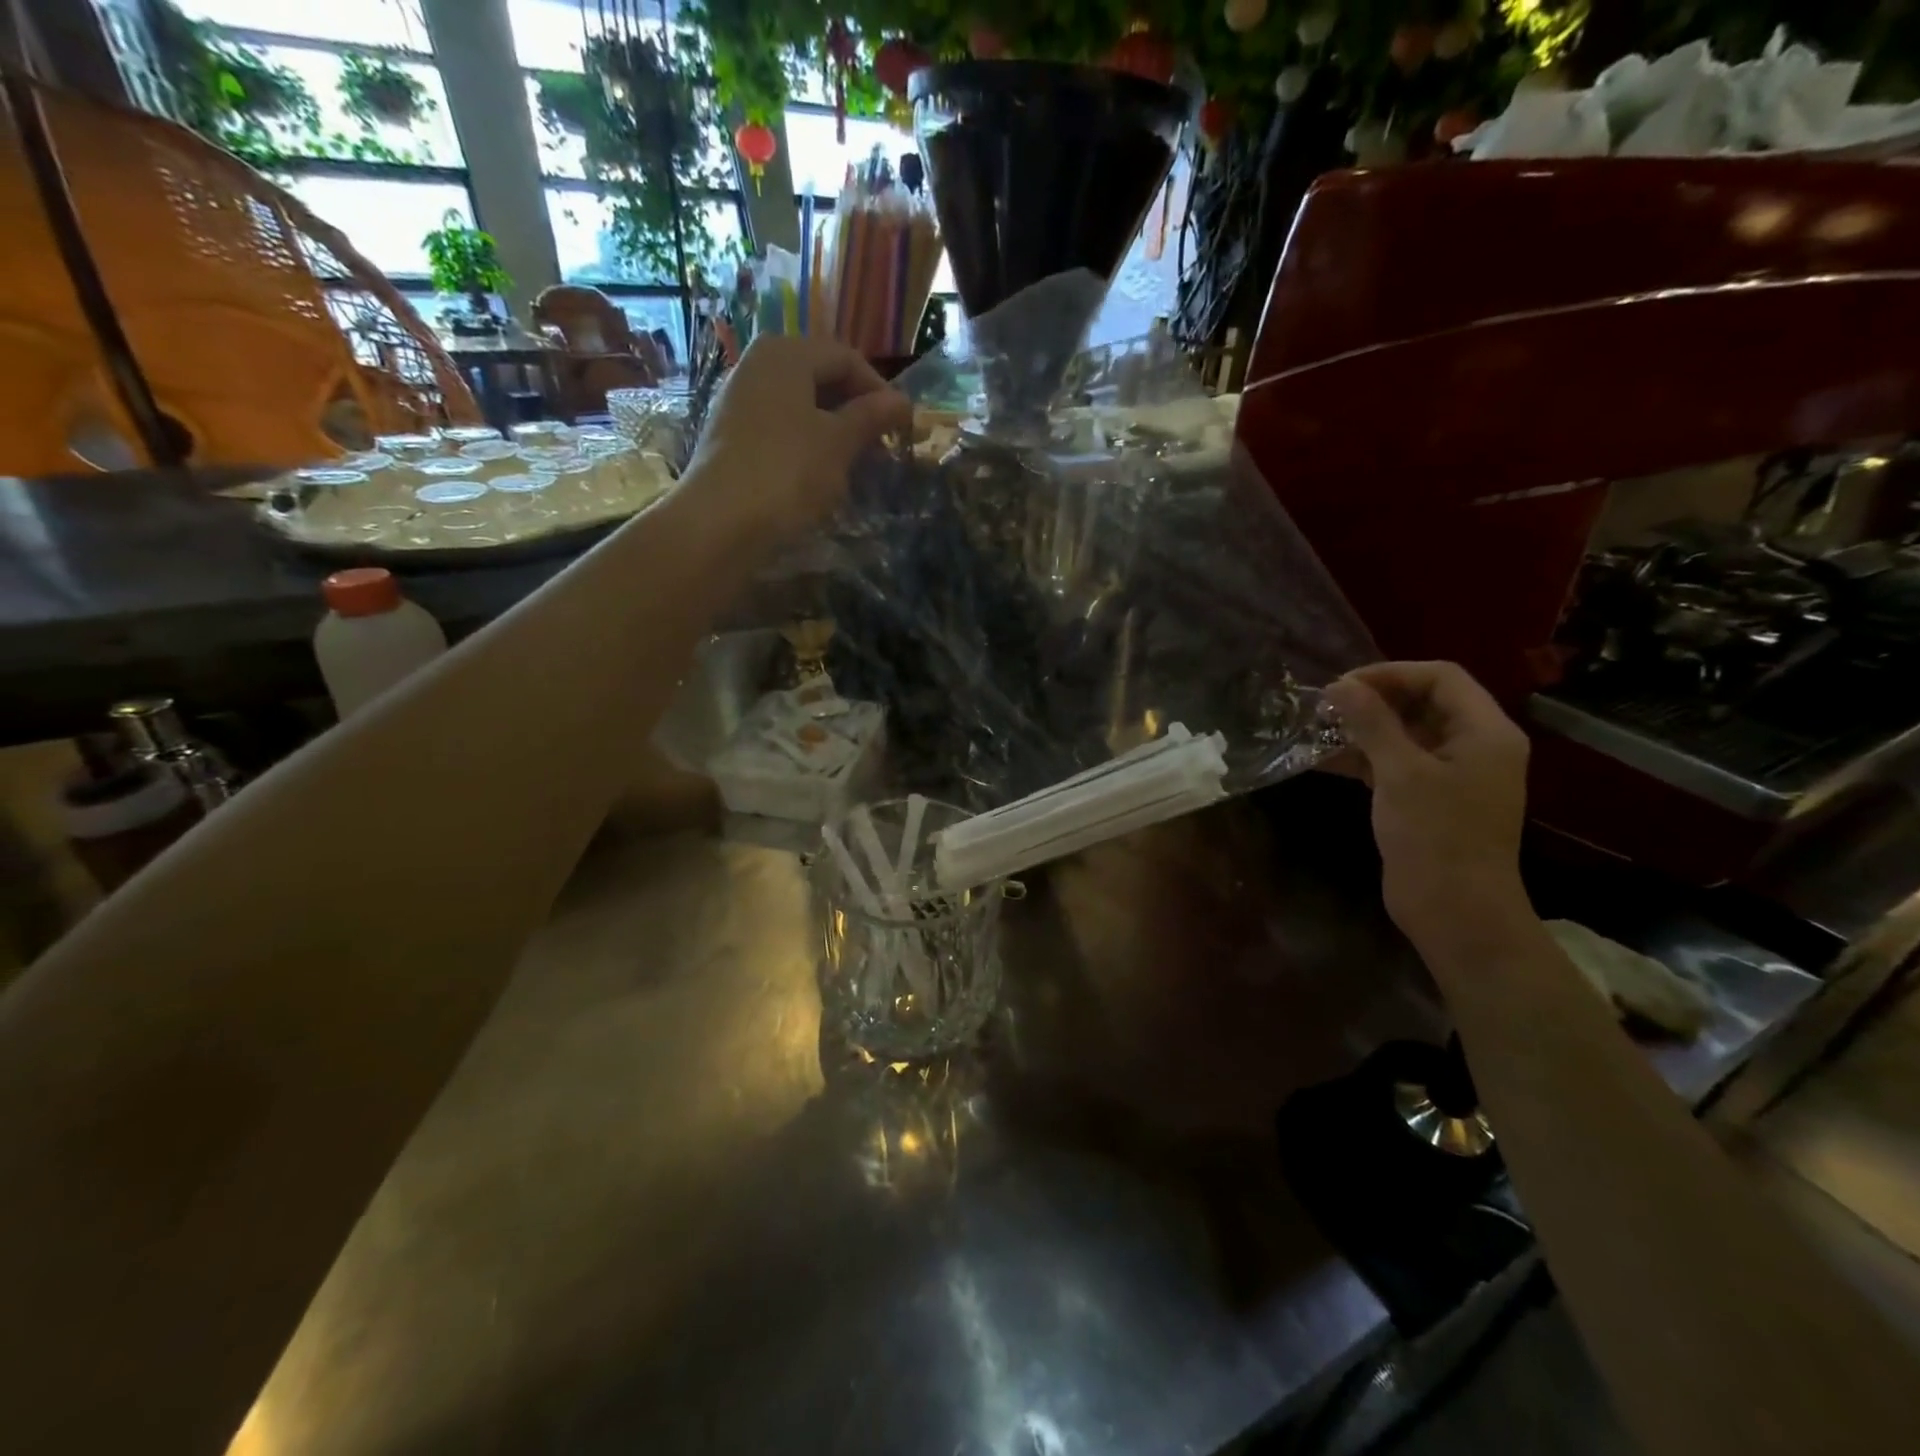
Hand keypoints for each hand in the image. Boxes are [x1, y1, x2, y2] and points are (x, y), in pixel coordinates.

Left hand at [689, 334, 911, 536]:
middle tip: (880, 447)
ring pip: (800, 406)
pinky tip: (819, 475)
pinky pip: (780, 428)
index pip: (846, 359)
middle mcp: (758, 365)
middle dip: (855, 411)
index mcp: (786, 353)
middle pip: (820, 378)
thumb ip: (870, 417)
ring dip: (832, 430)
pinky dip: (806, 444)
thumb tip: (902, 401)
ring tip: (855, 464)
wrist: (720, 521)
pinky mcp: (731, 435)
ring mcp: (740, 400)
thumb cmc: (788, 471)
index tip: (900, 427)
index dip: (879, 391)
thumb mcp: (839, 443)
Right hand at [1323, 662, 1531, 950]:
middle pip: (1422, 702)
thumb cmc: (1435, 835)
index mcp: (1485, 732)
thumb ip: (1371, 723)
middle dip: (1373, 700)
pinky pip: (1394, 763)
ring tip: (1317, 729)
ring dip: (1362, 729)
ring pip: (1404, 734)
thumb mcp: (1400, 772)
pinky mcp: (1427, 799)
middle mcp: (1473, 746)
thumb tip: (1339, 686)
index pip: (1441, 678)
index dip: (1391, 674)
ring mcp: (1450, 774)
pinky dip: (1362, 757)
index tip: (1343, 686)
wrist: (1454, 910)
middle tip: (1325, 707)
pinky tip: (1322, 759)